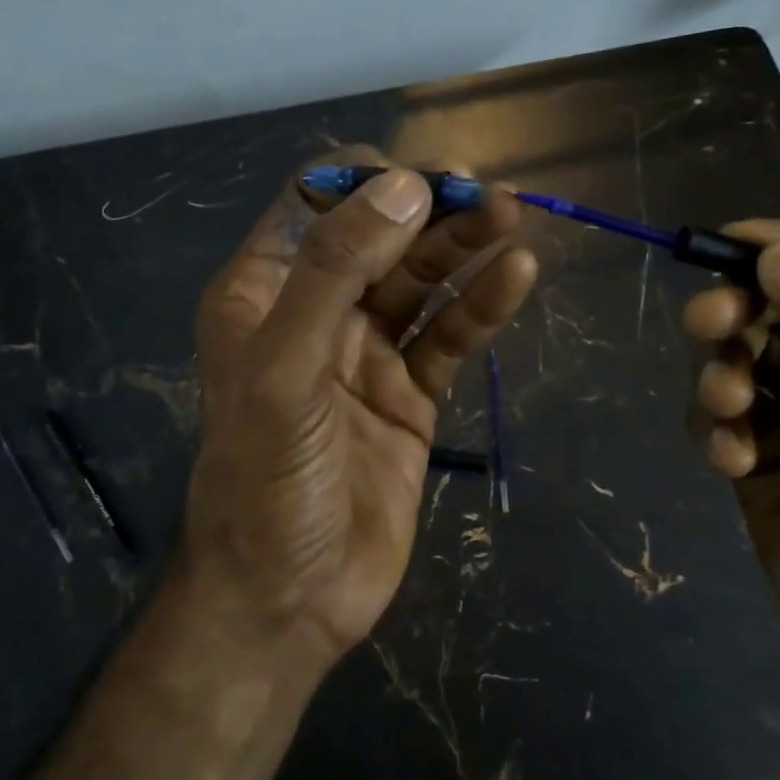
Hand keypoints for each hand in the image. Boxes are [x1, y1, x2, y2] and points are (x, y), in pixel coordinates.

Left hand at [181, 148, 537, 664]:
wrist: (289, 601)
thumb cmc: (266, 482)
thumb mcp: (284, 370)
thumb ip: (334, 273)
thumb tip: (403, 187)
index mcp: (264, 292)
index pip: (313, 204)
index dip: (366, 182)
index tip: (422, 178)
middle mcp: (315, 311)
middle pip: (378, 236)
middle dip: (429, 208)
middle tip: (489, 192)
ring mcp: (366, 352)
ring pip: (420, 281)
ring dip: (464, 246)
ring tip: (512, 217)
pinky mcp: (409, 394)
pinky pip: (448, 336)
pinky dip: (480, 306)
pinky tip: (516, 276)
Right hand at [683, 219, 779, 712]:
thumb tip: (778, 258)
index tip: (739, 243)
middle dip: (744, 306)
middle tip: (711, 322)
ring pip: (744, 349)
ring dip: (723, 368)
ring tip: (728, 408)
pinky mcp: (762, 445)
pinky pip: (720, 410)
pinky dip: (715, 425)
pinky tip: (732, 462)